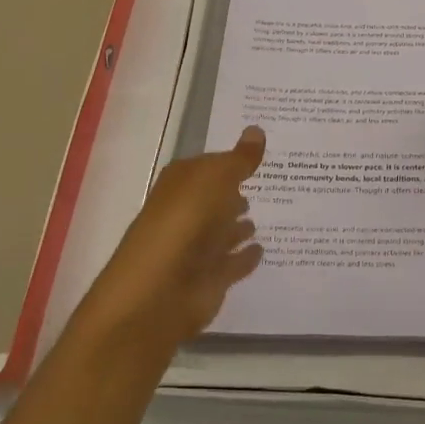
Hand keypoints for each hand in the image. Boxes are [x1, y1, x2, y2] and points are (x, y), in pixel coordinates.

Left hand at [75, 127, 266, 352]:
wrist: (157, 294)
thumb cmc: (183, 224)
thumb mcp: (215, 180)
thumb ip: (239, 159)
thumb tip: (257, 129)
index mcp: (181, 184)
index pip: (208, 165)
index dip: (231, 160)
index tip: (258, 154)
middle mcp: (186, 214)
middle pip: (214, 199)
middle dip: (234, 193)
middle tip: (267, 183)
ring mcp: (196, 249)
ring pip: (222, 232)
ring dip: (238, 226)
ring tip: (261, 218)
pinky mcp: (208, 280)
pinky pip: (232, 263)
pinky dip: (245, 257)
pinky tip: (262, 250)